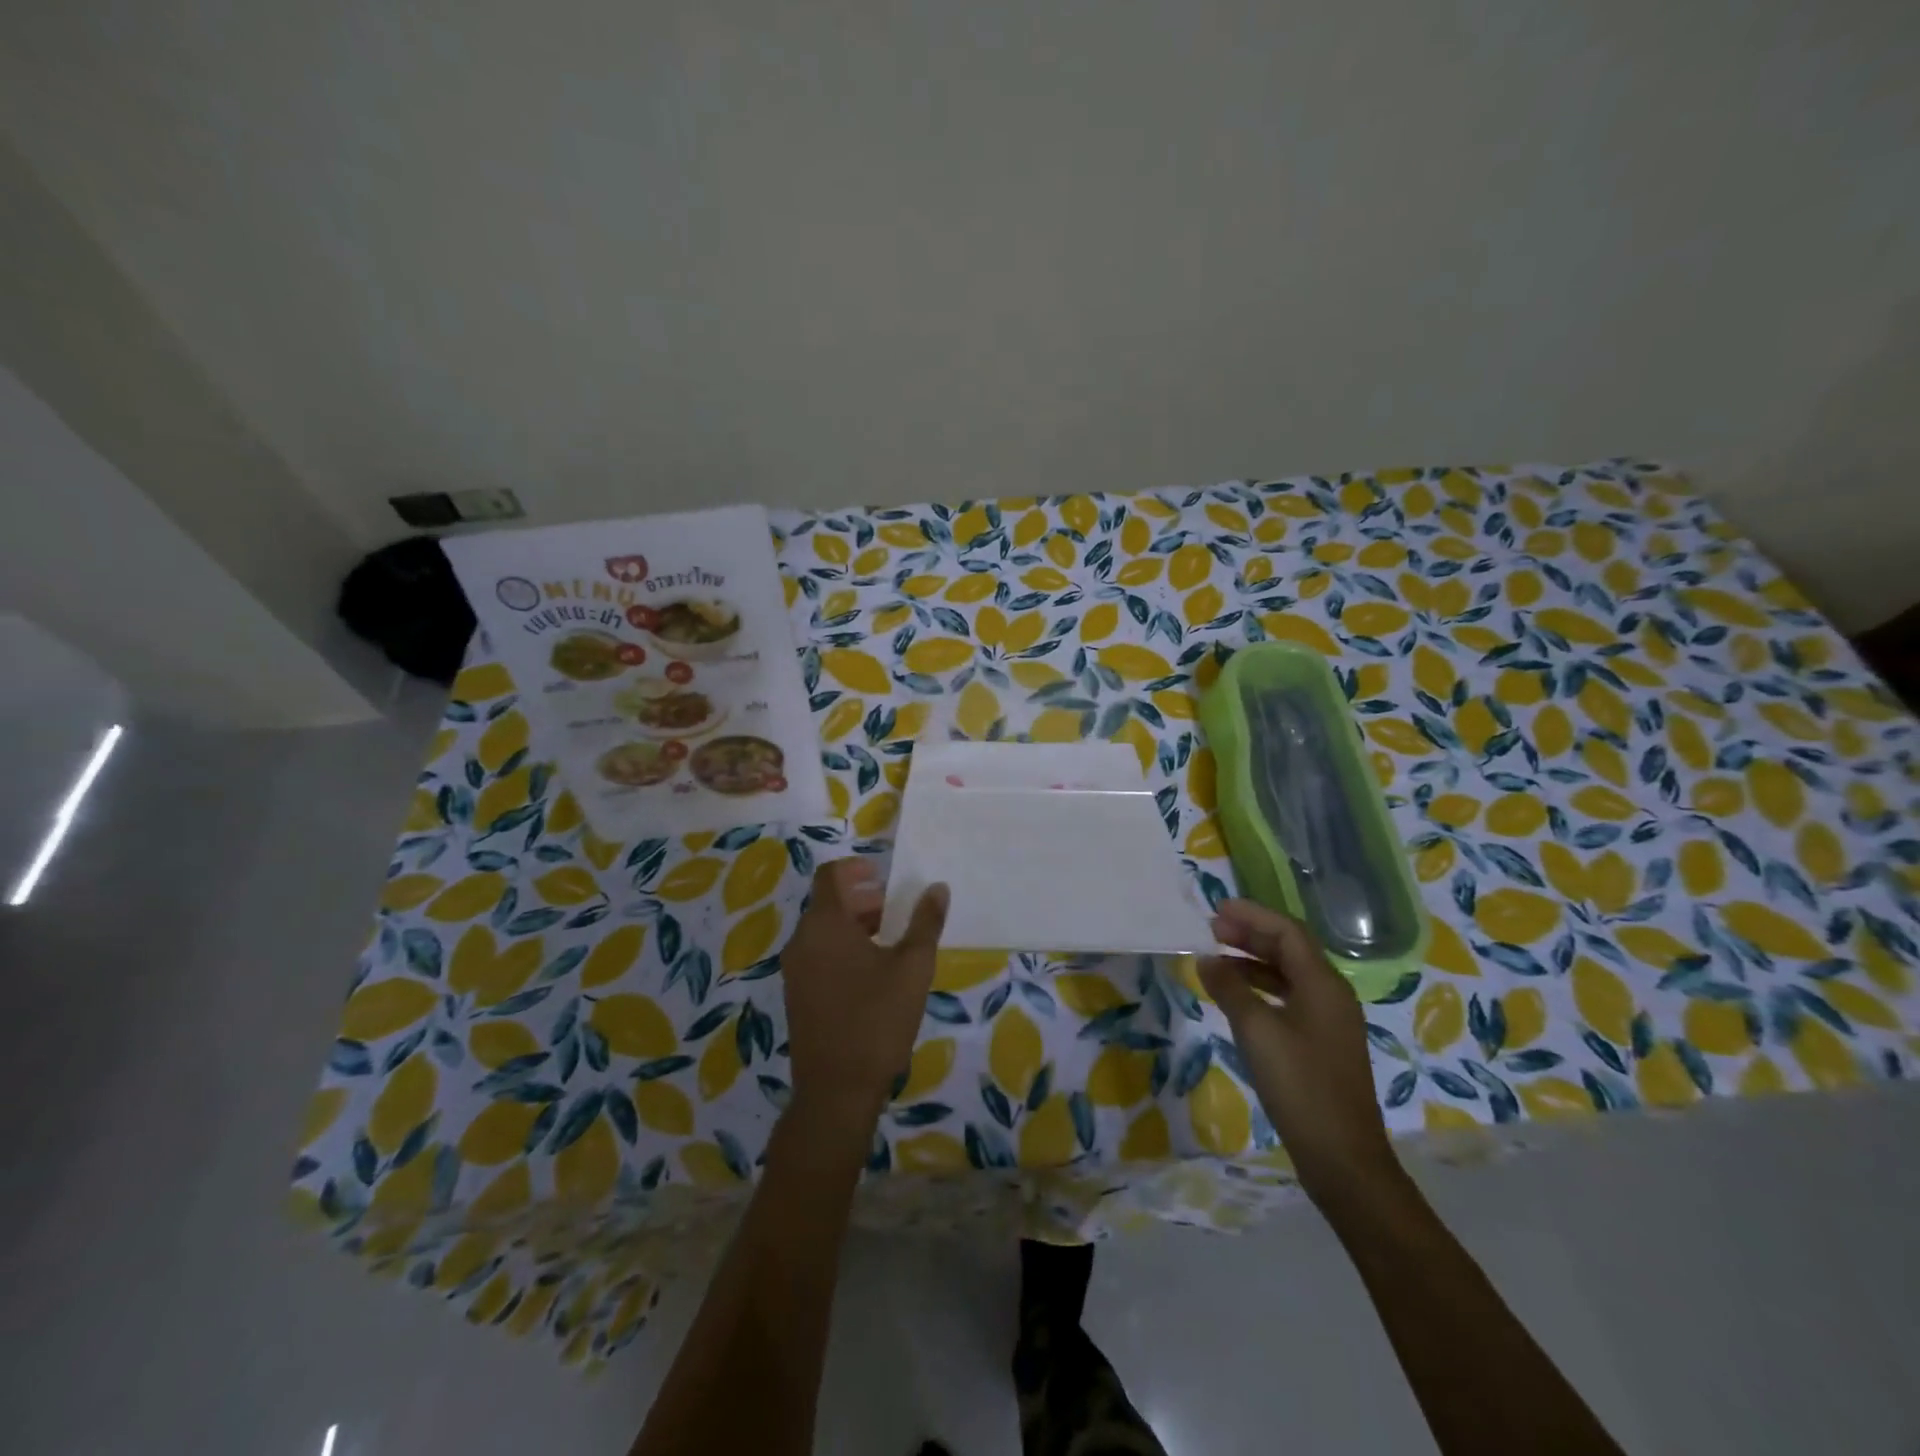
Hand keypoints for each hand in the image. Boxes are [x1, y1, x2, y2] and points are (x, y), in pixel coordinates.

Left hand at [780, 858, 949, 1133]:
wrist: (836, 1090)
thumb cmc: (877, 1020)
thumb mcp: (913, 967)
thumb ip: (925, 922)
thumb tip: (937, 888)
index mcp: (825, 925)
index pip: (830, 876)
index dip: (855, 868)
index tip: (882, 875)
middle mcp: (802, 940)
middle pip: (827, 903)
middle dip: (861, 899)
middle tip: (895, 909)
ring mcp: (795, 970)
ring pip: (822, 930)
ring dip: (853, 925)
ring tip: (889, 940)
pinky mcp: (797, 995)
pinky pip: (818, 955)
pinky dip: (842, 948)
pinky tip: (871, 973)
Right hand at [1198, 900, 1402, 1210]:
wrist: (1343, 1158)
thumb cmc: (1300, 1086)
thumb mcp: (1256, 1031)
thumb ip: (1230, 988)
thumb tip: (1206, 958)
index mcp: (1323, 985)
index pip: (1287, 932)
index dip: (1252, 915)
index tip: (1216, 910)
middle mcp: (1331, 995)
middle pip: (1290, 950)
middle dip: (1251, 935)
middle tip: (1212, 930)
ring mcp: (1329, 1022)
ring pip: (1289, 975)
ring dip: (1254, 961)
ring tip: (1217, 960)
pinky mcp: (1322, 1045)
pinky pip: (1289, 999)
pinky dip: (1261, 989)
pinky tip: (1236, 998)